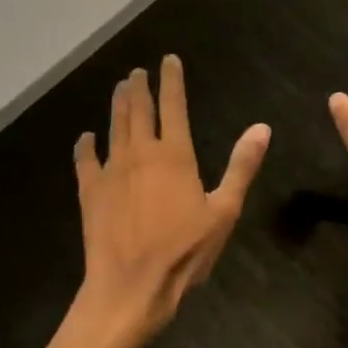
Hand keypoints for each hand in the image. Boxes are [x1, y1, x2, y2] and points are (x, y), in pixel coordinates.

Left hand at [72, 56, 270, 347]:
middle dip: (140, 86)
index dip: (172, 80)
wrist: (130, 287)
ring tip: (120, 88)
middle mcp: (141, 153)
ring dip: (118, 105)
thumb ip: (241, 166)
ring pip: (114, 127)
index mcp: (174, 155)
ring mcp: (112, 171)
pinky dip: (85, 146)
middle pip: (139, 110)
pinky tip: (85, 137)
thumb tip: (262, 128)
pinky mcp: (90, 192)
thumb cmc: (183, 251)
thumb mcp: (224, 211)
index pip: (173, 105)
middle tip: (138, 71)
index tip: (169, 60)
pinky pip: (85, 161)